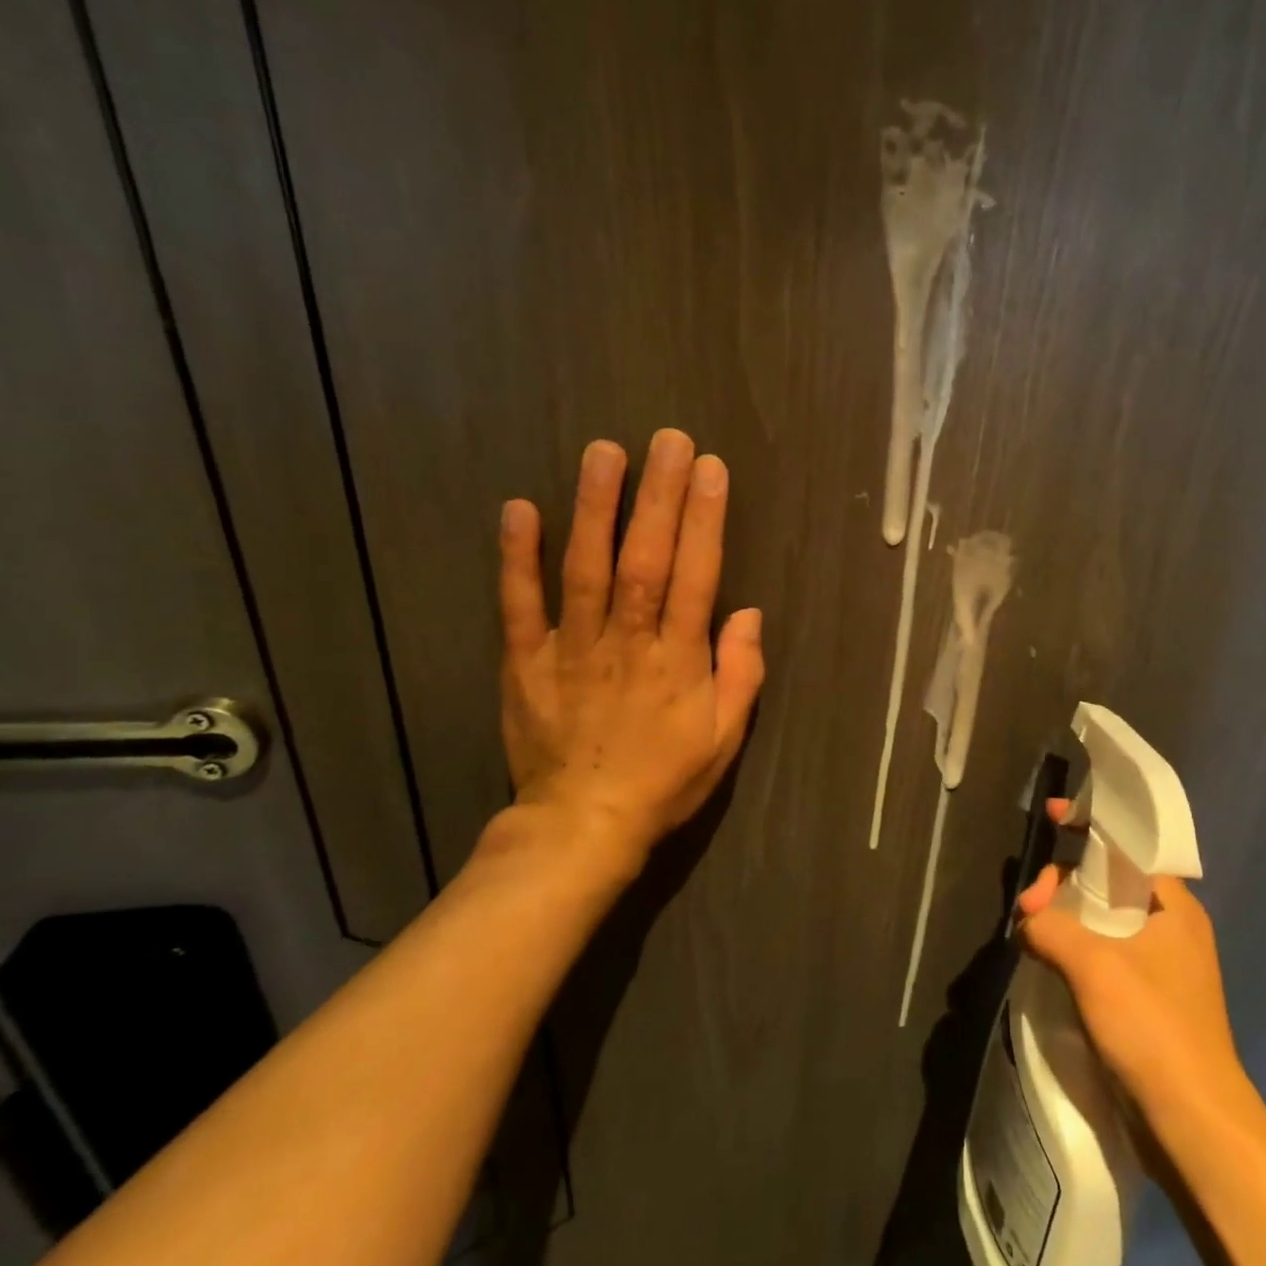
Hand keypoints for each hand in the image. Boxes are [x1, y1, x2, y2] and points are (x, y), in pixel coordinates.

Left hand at [489, 428, 764, 893]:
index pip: (697, 576)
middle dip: (658, 496)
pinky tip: (519, 508)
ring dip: (595, 508)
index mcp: (678, 661)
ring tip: (604, 452)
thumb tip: (748, 612)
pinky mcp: (525, 661)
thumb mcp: (725, 738)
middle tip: (668, 440)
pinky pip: (519, 604)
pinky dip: (517, 557)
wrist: (582, 825)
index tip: (711, 470)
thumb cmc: (664, 780)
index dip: (705, 520)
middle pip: (645, 559)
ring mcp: (571, 648)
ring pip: (585, 568)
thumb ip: (741, 674)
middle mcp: (627, 643)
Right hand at [1016, 799, 1250, 1131]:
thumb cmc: (1153, 1028)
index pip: (1129, 847)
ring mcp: (1161, 968)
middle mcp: (1171, 929)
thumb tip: (1026, 921)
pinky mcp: (1147, 1003)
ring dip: (1065, 917)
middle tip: (1028, 906)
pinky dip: (1074, 948)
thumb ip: (1050, 927)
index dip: (1090, 826)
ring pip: (1103, 921)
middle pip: (1109, 882)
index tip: (1054, 815)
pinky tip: (1046, 957)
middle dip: (1064, 882)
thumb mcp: (1094, 964)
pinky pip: (1103, 955)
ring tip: (1029, 929)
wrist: (1194, 1127)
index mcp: (1173, 906)